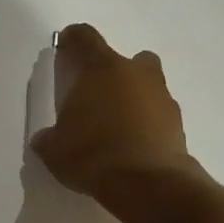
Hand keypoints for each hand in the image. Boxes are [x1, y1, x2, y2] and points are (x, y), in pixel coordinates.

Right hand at [31, 23, 199, 202]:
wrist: (147, 184)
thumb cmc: (93, 156)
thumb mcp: (55, 151)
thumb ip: (49, 138)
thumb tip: (46, 138)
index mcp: (101, 69)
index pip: (84, 38)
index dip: (72, 41)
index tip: (65, 50)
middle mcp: (135, 73)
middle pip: (125, 60)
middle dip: (112, 75)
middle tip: (97, 99)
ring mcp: (162, 96)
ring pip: (147, 86)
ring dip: (134, 100)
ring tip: (117, 129)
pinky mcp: (178, 123)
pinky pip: (158, 115)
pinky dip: (148, 125)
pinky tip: (134, 148)